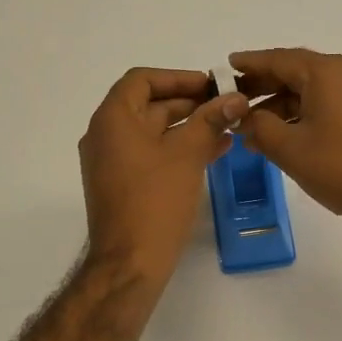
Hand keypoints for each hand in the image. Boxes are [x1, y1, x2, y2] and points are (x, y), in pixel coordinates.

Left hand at [80, 68, 248, 283]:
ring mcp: (112, 162)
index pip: (142, 80)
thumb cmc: (155, 201)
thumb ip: (210, 120)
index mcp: (113, 119)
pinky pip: (151, 155)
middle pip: (148, 104)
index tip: (210, 85)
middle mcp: (105, 135)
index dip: (178, 77)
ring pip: (153, 132)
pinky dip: (178, 149)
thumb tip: (236, 98)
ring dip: (188, 126)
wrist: (130, 263)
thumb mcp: (187, 154)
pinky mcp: (122, 184)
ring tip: (228, 128)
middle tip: (226, 105)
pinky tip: (214, 151)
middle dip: (189, 102)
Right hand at [230, 49, 341, 243]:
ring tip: (250, 128)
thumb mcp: (290, 148)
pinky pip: (324, 105)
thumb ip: (259, 127)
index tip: (224, 67)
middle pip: (294, 72)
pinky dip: (300, 115)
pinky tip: (280, 137)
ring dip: (279, 106)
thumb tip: (244, 117)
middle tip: (231, 101)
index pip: (277, 59)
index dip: (248, 63)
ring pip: (309, 91)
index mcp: (325, 72)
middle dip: (261, 87)